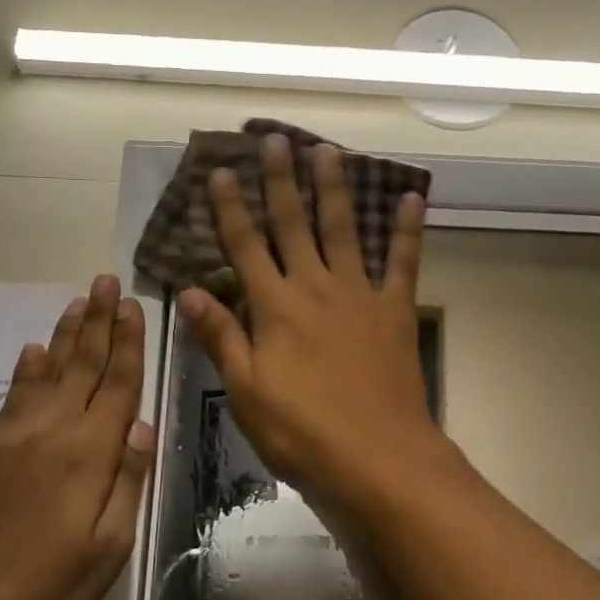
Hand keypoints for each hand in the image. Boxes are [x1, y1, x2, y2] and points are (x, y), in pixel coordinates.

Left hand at [0, 275, 154, 599]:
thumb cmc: (53, 586)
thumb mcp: (111, 546)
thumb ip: (127, 480)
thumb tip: (140, 424)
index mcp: (89, 454)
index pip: (116, 385)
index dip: (127, 343)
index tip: (132, 305)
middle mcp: (53, 432)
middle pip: (83, 366)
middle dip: (98, 321)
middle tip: (106, 281)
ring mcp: (16, 438)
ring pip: (49, 372)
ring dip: (66, 334)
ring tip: (78, 301)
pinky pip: (14, 397)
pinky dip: (27, 368)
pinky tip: (34, 348)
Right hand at [179, 135, 450, 513]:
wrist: (378, 459)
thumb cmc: (301, 432)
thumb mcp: (246, 390)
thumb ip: (220, 336)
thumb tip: (189, 290)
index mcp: (275, 308)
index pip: (245, 247)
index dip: (230, 209)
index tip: (220, 172)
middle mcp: (315, 288)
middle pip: (294, 225)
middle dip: (282, 182)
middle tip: (276, 140)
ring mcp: (359, 296)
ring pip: (343, 231)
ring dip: (334, 189)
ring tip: (328, 150)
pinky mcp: (395, 312)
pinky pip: (404, 263)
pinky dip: (407, 230)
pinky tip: (410, 197)